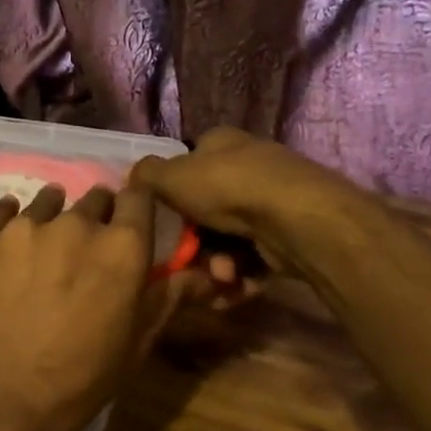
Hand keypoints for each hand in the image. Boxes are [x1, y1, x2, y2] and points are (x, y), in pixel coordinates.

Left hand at [0, 184, 202, 430]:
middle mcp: (76, 224)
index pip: (139, 196)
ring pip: (46, 202)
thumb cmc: (82, 379)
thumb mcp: (137, 342)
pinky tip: (5, 239)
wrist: (4, 402)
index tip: (130, 219)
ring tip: (44, 245)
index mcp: (122, 247)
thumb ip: (168, 296)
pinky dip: (4, 220)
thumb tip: (204, 272)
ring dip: (52, 216)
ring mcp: (25, 229)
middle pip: (94, 198)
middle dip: (96, 217)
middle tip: (85, 249)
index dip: (136, 205)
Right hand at [129, 128, 358, 279]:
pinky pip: (252, 258)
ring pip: (227, 239)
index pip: (189, 162)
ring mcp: (271, 201)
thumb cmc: (226, 188)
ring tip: (220, 277)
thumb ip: (146, 176)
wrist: (295, 220)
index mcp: (222, 144)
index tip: (163, 220)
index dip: (172, 191)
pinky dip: (240, 275)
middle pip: (206, 209)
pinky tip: (235, 286)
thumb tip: (135, 176)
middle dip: (194, 241)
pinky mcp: (287, 234)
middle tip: (187, 260)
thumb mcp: (172, 176)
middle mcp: (248, 167)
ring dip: (216, 264)